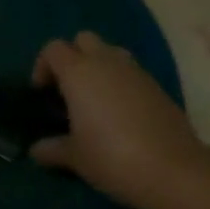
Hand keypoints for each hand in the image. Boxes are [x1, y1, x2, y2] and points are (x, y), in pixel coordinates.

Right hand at [30, 31, 204, 208]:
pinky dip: (120, 82)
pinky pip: (130, 72)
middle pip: (83, 40)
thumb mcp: (76, 158)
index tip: (42, 93)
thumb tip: (36, 150)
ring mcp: (135, 71)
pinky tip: (121, 114)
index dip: (43, 66)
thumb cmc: (112, 157)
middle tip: (68, 90)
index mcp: (79, 71)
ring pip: (110, 52)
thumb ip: (53, 149)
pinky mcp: (156, 85)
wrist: (173, 168)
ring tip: (95, 101)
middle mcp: (106, 61)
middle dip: (73, 57)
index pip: (53, 49)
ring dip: (98, 67)